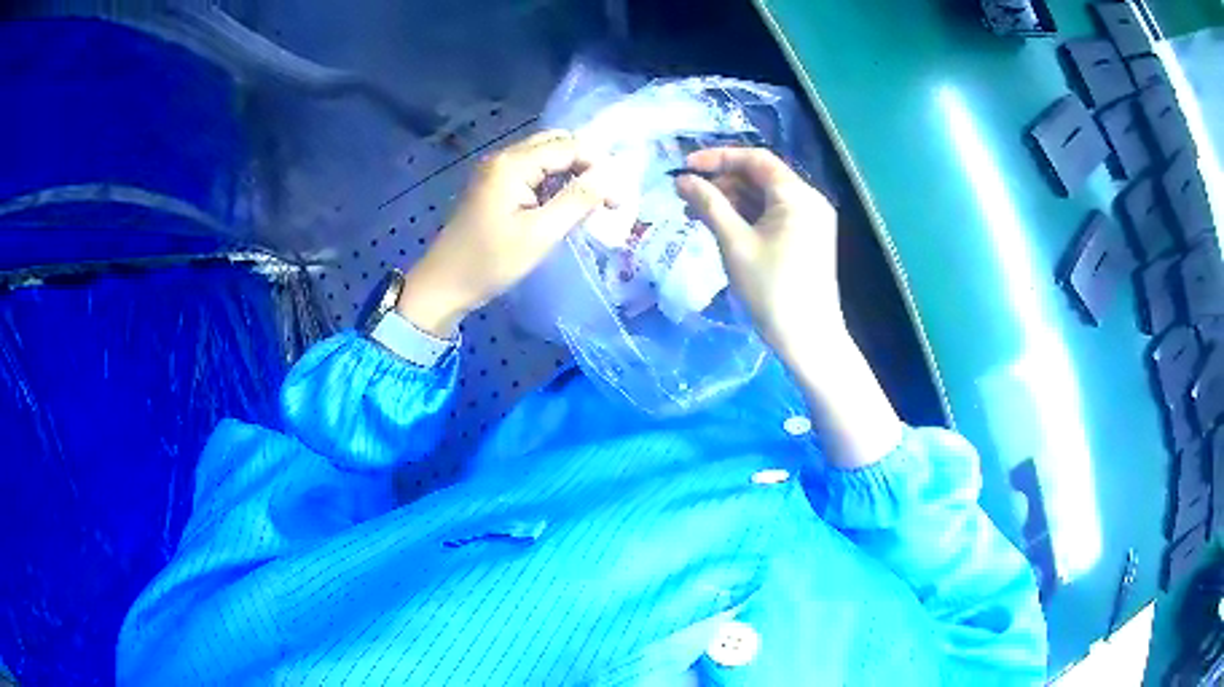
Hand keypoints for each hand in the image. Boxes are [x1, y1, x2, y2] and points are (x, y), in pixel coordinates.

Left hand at [396, 130, 612, 336]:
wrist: (444, 285)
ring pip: (545, 157)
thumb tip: (610, 176)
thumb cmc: (491, 262)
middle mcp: (504, 157)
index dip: (599, 166)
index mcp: (513, 164)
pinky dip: (553, 182)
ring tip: (591, 202)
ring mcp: (496, 171)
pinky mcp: (494, 186)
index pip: (568, 147)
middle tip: (606, 196)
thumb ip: (577, 200)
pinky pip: (532, 171)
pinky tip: (565, 204)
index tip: (618, 199)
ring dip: (571, 172)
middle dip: (586, 164)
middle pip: (556, 144)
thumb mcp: (540, 234)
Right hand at [677, 147, 901, 467]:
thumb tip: (682, 180)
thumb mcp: (735, 243)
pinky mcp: (808, 239)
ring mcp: (811, 220)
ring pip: (765, 197)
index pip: (755, 159)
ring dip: (731, 200)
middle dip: (722, 182)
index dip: (718, 158)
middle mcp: (809, 200)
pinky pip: (774, 216)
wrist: (808, 339)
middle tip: (686, 196)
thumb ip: (708, 204)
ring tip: (695, 213)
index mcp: (797, 194)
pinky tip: (721, 227)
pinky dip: (748, 217)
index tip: (685, 167)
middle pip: (760, 177)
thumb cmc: (771, 289)